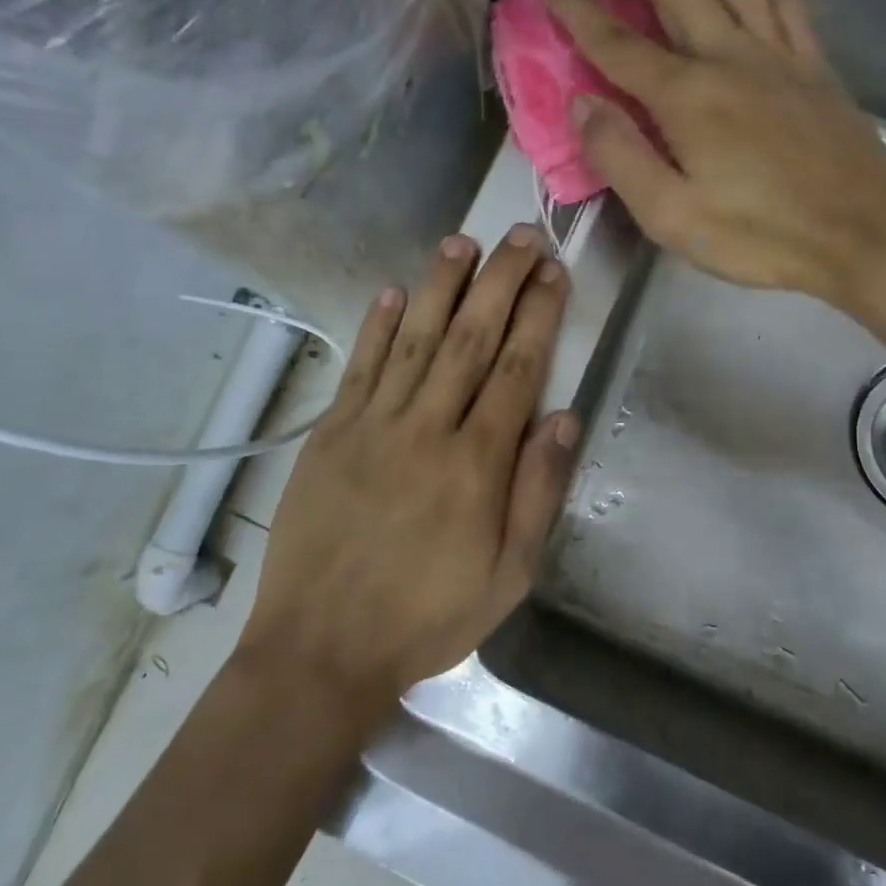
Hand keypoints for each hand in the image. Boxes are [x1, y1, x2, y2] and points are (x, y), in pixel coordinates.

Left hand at [238, 228, 578, 712]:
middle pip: (470, 338)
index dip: (538, 315)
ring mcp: (372, 426)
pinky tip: (394, 292)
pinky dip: (378, 327)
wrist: (322, 649)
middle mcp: (426, 430)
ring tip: (463, 242)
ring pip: (414, 339)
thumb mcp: (507, 576)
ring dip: (440, 286)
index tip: (554, 273)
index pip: (516, 369)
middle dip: (500, 282)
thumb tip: (564, 418)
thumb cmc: (427, 616)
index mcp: (476, 465)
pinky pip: (360, 367)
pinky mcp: (331, 433)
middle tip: (522, 237)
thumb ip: (538, 493)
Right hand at [547, 0, 885, 313]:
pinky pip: (782, 1)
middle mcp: (730, 57)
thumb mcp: (671, 216)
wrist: (866, 234)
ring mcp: (779, 55)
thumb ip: (620, 157)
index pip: (617, 41)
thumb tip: (582, 104)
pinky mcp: (815, 65)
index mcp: (687, 97)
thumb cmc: (762, 236)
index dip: (578, 11)